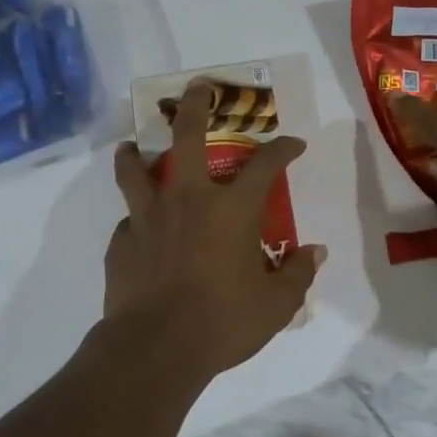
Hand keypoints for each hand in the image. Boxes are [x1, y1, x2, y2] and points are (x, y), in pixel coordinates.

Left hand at [105, 80, 326, 376]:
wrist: (155, 348)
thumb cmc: (223, 322)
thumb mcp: (276, 305)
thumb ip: (297, 274)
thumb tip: (314, 252)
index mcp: (232, 209)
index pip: (265, 164)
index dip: (283, 148)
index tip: (293, 143)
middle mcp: (188, 199)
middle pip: (187, 135)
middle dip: (194, 105)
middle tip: (197, 88)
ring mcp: (149, 217)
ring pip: (135, 168)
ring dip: (136, 152)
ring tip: (133, 145)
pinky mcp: (121, 241)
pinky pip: (128, 219)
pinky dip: (134, 217)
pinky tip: (138, 230)